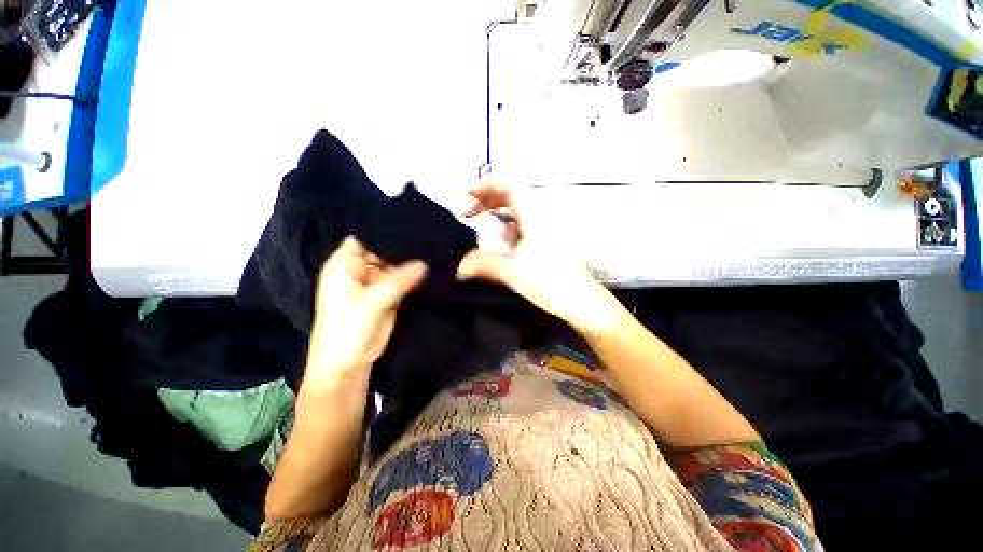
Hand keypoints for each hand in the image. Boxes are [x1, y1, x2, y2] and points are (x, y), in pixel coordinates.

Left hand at [306, 237, 427, 387]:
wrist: (348, 366)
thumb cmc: (347, 331)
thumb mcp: (372, 303)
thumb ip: (399, 280)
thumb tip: (425, 262)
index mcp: (345, 265)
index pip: (365, 237)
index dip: (385, 230)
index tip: (411, 222)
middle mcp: (360, 270)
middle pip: (384, 251)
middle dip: (404, 247)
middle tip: (430, 237)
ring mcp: (375, 283)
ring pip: (395, 267)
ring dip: (412, 263)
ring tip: (435, 250)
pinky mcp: (388, 296)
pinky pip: (402, 282)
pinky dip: (414, 278)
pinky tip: (431, 269)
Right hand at [457, 182, 615, 331]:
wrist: (579, 299)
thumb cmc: (547, 282)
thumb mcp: (511, 272)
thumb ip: (483, 264)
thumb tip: (460, 268)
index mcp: (535, 217)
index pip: (511, 187)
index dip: (488, 185)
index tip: (469, 194)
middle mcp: (544, 216)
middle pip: (515, 195)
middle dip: (490, 198)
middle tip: (471, 210)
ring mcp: (550, 227)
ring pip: (522, 209)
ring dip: (500, 210)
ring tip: (483, 218)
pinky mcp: (552, 239)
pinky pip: (528, 222)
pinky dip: (511, 223)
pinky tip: (503, 235)